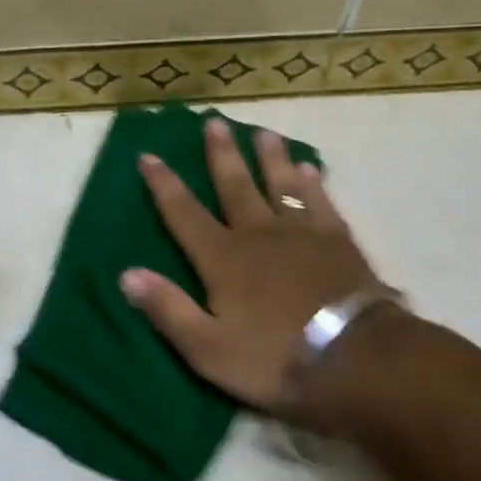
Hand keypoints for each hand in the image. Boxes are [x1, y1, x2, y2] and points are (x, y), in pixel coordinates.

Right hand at [121, 116, 385, 423]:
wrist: (354, 359)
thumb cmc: (274, 358)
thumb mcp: (208, 348)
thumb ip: (168, 309)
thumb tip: (126, 274)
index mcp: (222, 259)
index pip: (184, 214)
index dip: (164, 185)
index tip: (148, 155)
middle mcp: (257, 234)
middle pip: (234, 186)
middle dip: (221, 154)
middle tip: (214, 121)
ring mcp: (301, 232)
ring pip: (279, 184)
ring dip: (269, 157)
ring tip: (262, 131)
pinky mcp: (337, 240)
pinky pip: (320, 201)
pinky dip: (312, 183)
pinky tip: (310, 168)